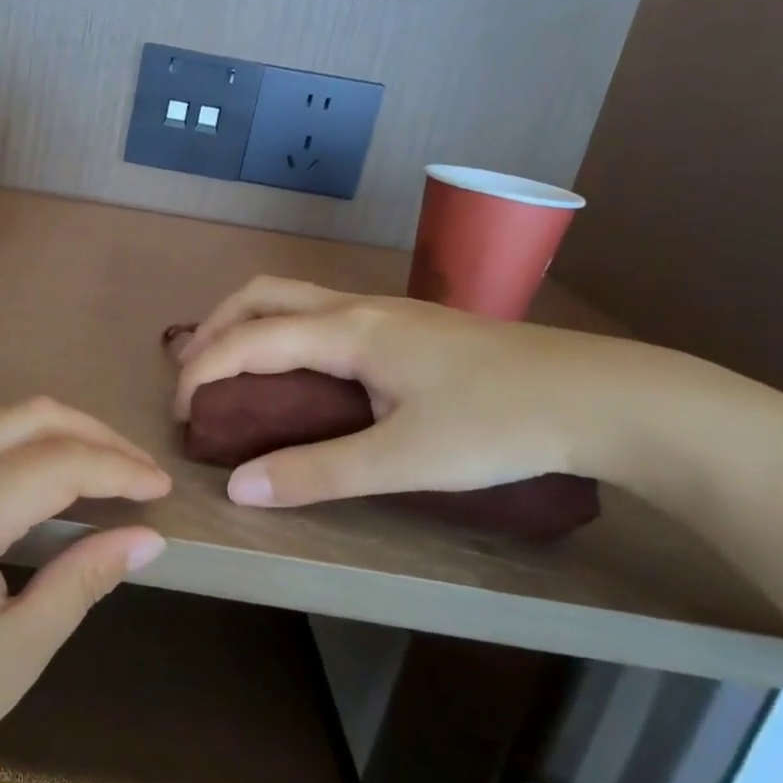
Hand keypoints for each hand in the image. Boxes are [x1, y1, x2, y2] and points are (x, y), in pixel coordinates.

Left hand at [0, 395, 170, 782]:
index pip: (61, 463)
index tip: (157, 485)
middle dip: (88, 437)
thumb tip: (146, 536)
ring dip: (24, 428)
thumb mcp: (18, 652)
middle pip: (24, 418)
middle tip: (126, 469)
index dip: (119, 468)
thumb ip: (85, 578)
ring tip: (55, 467)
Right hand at [173, 276, 623, 507]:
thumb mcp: (404, 460)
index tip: (179, 413)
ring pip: (292, 297)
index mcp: (348, 331)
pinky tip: (298, 369)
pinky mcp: (407, 325)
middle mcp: (356, 307)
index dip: (203, 371)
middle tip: (191, 375)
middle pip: (261, 295)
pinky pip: (320, 312)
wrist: (602, 396)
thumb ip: (317, 473)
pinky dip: (282, 330)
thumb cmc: (500, 425)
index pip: (249, 340)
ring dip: (248, 323)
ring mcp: (385, 310)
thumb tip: (238, 487)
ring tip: (230, 367)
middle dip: (214, 328)